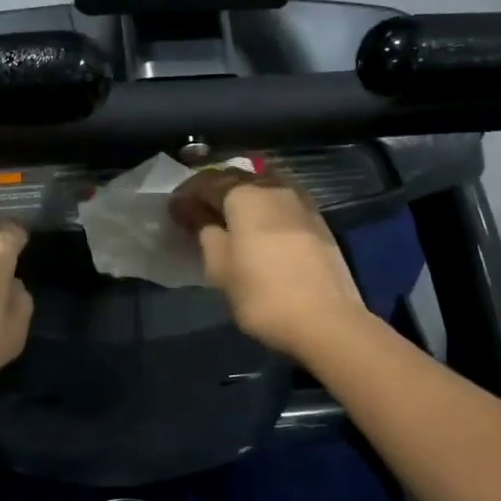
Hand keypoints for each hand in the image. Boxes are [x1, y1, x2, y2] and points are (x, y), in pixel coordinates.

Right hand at [169, 169, 367, 359]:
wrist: (328, 322)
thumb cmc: (262, 294)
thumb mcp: (219, 266)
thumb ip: (203, 229)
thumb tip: (190, 209)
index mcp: (245, 194)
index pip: (207, 182)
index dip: (187, 193)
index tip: (173, 209)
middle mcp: (274, 188)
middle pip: (237, 178)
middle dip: (214, 190)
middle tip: (197, 210)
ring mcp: (301, 203)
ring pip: (262, 187)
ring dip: (241, 197)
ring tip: (227, 218)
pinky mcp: (318, 222)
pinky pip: (281, 203)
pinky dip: (263, 209)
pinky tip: (257, 228)